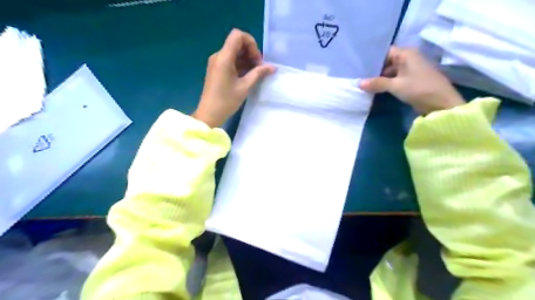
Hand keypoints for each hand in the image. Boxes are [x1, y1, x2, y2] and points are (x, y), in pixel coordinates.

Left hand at [193, 29, 275, 127]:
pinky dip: (240, 65)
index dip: (250, 43)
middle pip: (237, 43)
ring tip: (255, 74)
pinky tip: (247, 76)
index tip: (256, 60)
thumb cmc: (226, 101)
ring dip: (246, 60)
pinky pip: (230, 60)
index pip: (238, 35)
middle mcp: (218, 56)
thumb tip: (272, 67)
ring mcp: (216, 62)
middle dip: (250, 53)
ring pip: (234, 52)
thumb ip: (258, 74)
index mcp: (224, 57)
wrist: (209, 114)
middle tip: (258, 68)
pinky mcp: (217, 69)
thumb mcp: (245, 87)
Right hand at [359, 47, 463, 113]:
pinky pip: (393, 79)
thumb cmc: (419, 89)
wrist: (441, 104)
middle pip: (386, 62)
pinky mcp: (409, 81)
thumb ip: (377, 83)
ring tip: (362, 83)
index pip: (385, 52)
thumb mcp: (396, 86)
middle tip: (357, 75)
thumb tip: (359, 83)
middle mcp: (408, 59)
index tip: (358, 64)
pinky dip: (384, 84)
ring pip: (389, 72)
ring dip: (378, 78)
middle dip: (373, 70)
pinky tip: (373, 89)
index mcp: (407, 54)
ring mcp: (409, 70)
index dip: (372, 58)